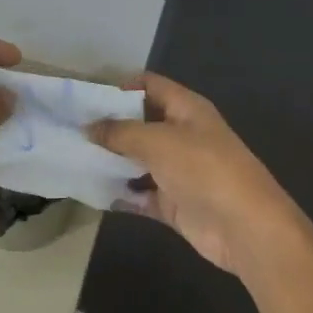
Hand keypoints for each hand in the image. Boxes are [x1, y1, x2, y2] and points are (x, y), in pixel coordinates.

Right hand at [89, 73, 307, 280]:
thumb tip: (88, 127)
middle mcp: (182, 135)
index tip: (85, 98)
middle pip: (140, 124)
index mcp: (187, 109)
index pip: (150, 86)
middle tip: (68, 130)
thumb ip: (120, 132)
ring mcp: (179, 171)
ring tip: (72, 160)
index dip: (120, 87)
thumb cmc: (204, 169)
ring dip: (111, 162)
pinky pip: (140, 194)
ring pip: (138, 161)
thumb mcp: (158, 141)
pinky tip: (91, 192)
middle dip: (108, 127)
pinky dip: (121, 194)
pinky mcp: (174, 203)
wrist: (244, 227)